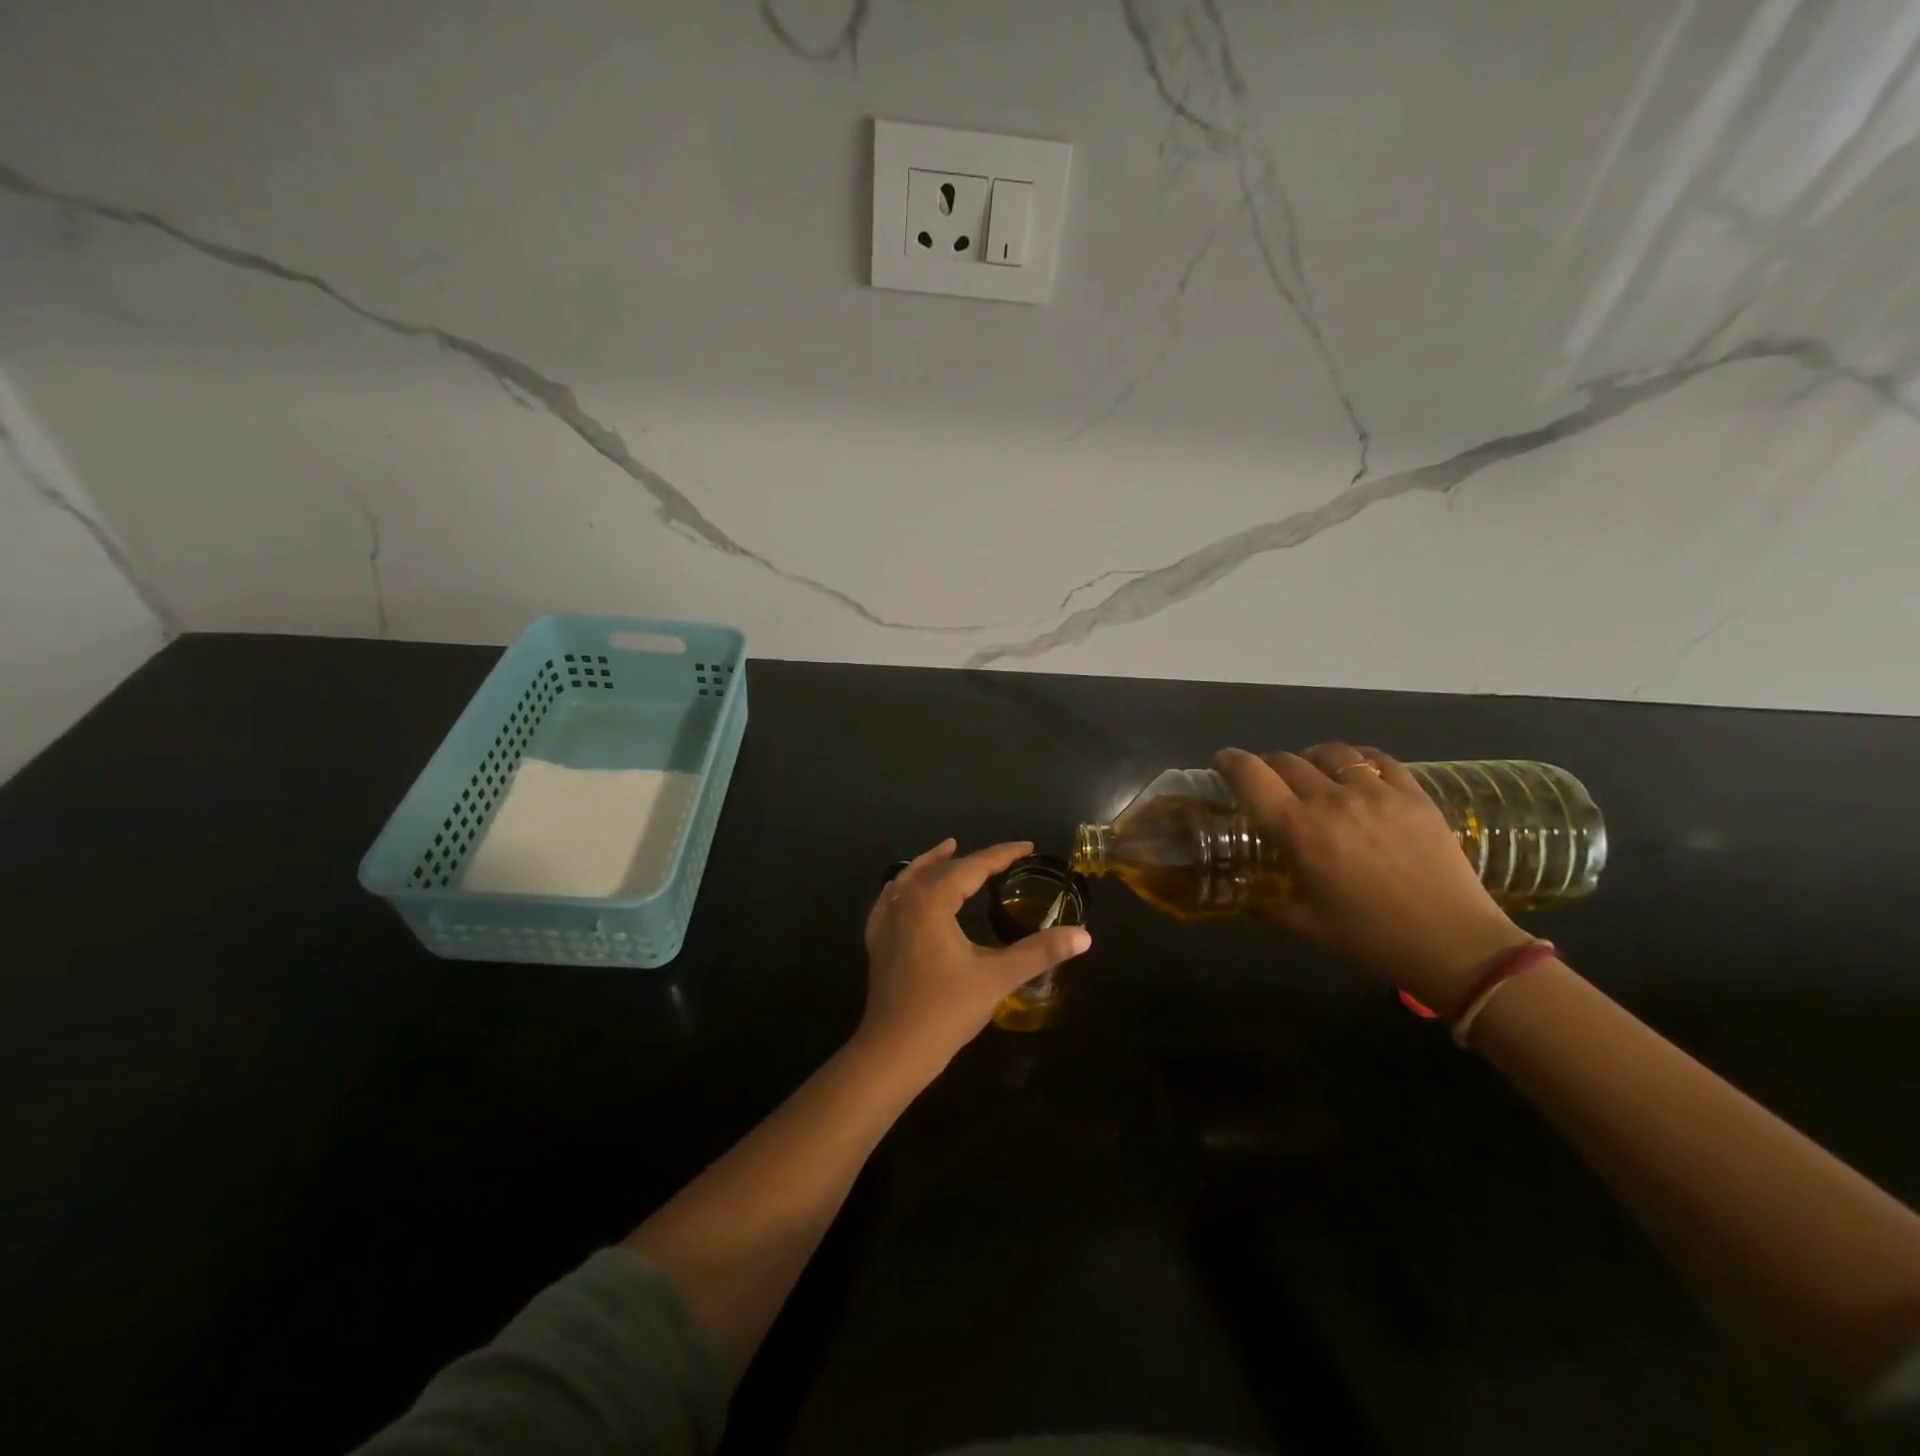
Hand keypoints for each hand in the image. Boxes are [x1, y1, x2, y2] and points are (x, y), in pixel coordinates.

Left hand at [859, 839, 1091, 1079]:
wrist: (893, 1051)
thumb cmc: (946, 1009)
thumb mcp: (998, 977)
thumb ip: (1040, 952)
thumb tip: (1084, 936)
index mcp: (932, 900)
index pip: (973, 866)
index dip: (1002, 855)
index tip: (1027, 847)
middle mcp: (905, 900)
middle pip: (941, 868)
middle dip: (971, 859)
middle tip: (1001, 857)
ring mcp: (886, 920)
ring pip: (910, 877)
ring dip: (932, 863)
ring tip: (949, 850)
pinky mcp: (877, 941)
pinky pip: (891, 899)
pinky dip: (905, 886)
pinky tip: (907, 891)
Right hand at [1215, 744, 1531, 1013]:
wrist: (1454, 944)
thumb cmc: (1370, 937)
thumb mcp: (1304, 924)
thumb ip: (1267, 903)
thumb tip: (1244, 894)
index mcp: (1298, 829)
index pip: (1251, 775)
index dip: (1230, 762)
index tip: (1222, 764)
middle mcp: (1331, 800)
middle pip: (1287, 760)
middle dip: (1268, 766)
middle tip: (1269, 783)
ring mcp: (1376, 793)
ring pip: (1332, 752)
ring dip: (1312, 758)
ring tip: (1315, 774)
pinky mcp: (1413, 794)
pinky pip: (1378, 759)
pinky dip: (1358, 760)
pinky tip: (1358, 774)